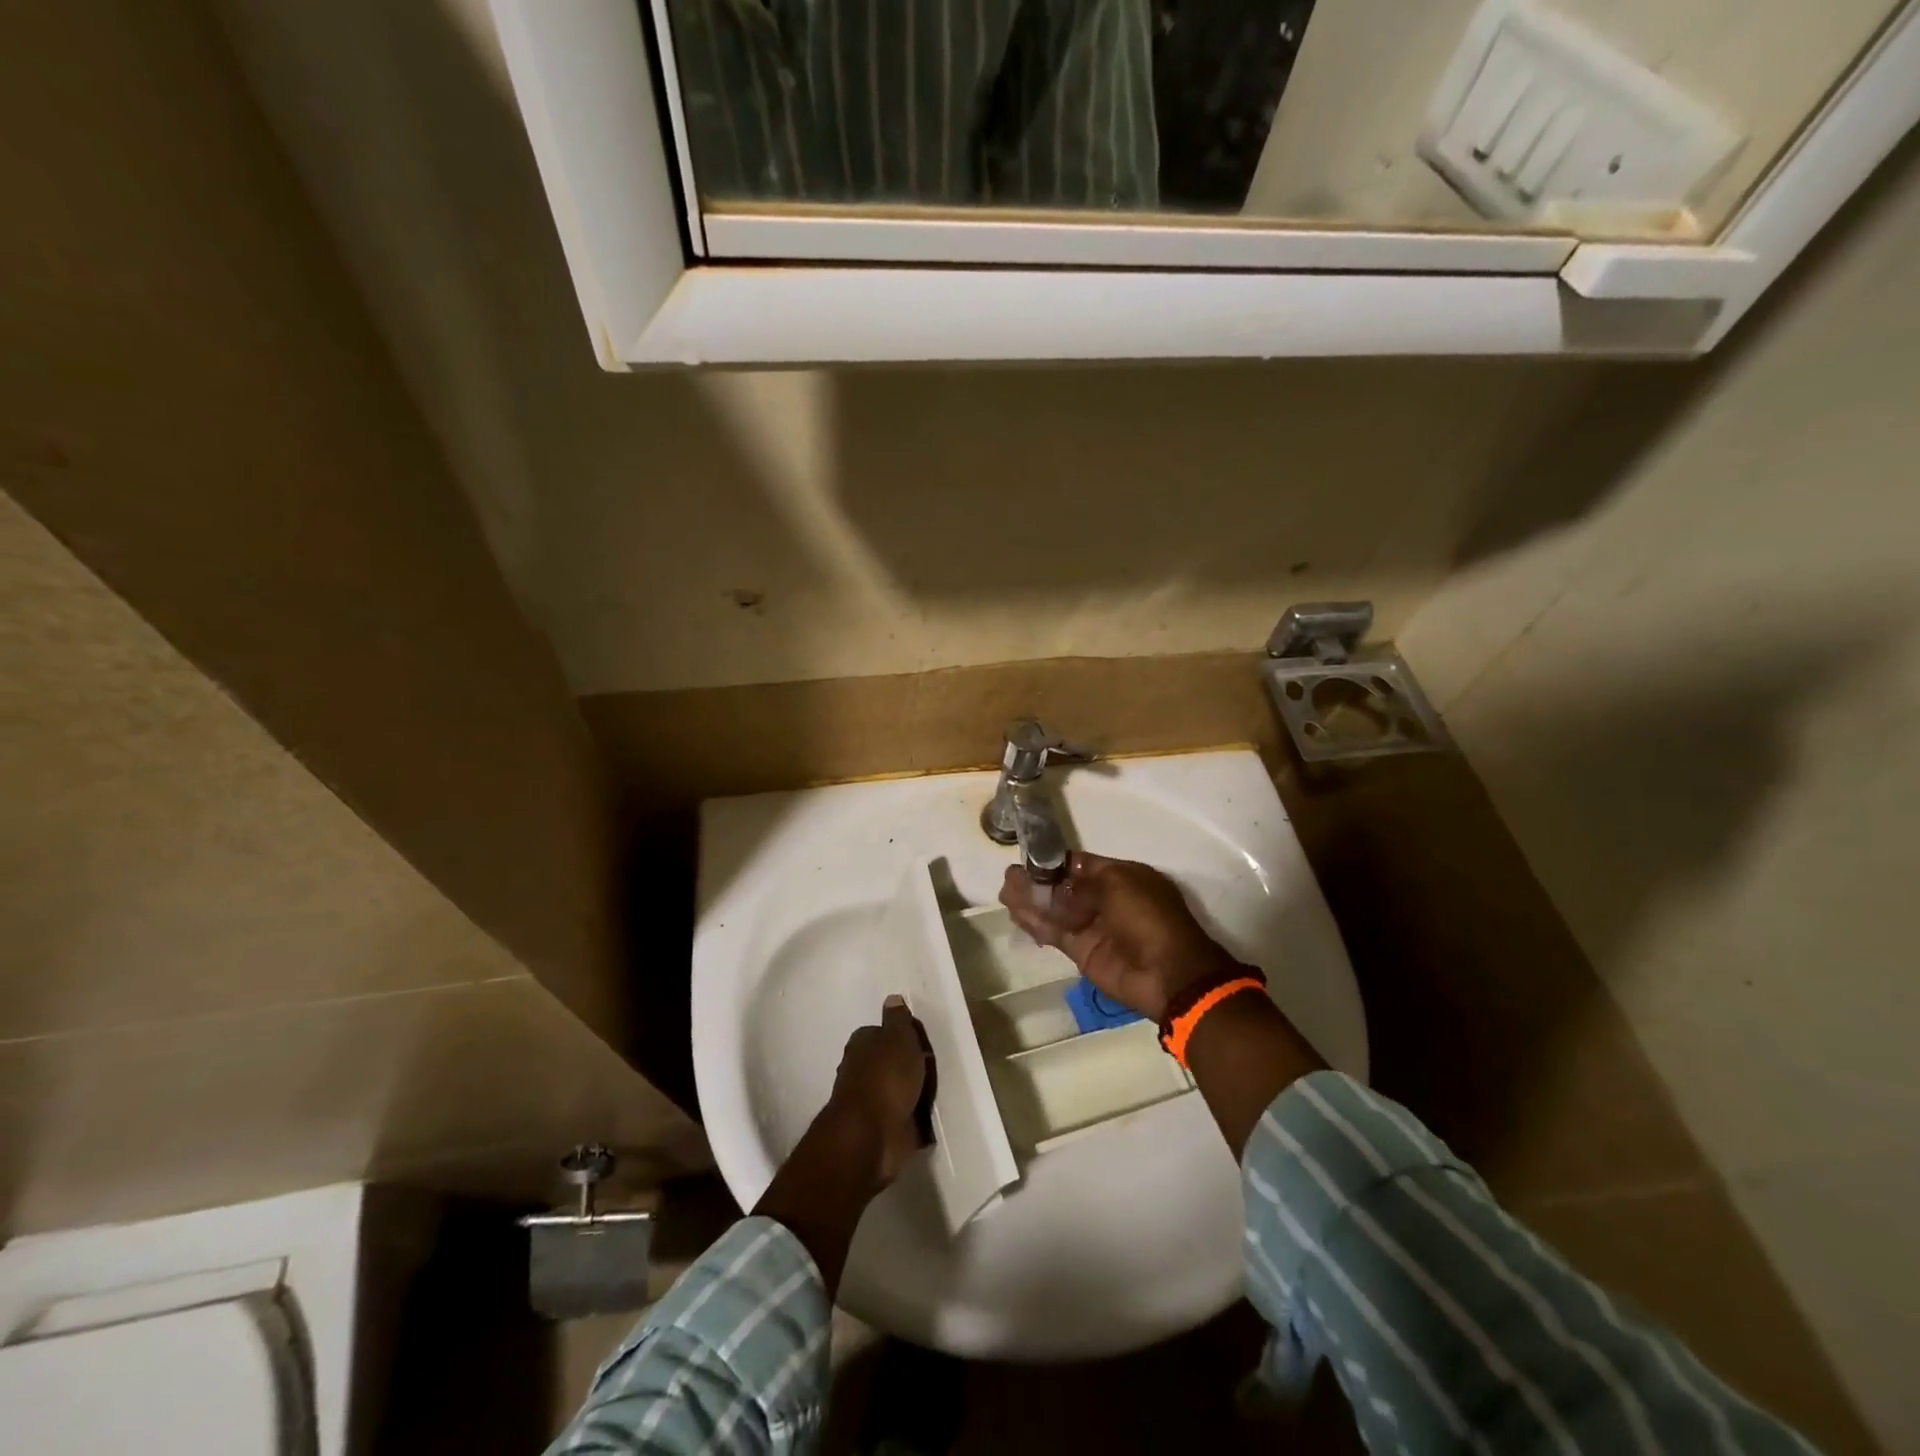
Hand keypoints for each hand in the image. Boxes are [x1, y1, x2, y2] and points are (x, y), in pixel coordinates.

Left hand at [824, 995, 933, 1188]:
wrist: (872, 1136)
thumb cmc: (886, 1077)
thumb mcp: (898, 1037)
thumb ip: (898, 1019)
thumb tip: (892, 998)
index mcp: (861, 1045)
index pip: (882, 1032)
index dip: (903, 1035)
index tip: (923, 1041)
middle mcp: (862, 1071)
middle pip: (891, 1062)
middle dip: (909, 1065)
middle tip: (936, 1066)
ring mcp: (872, 1103)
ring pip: (898, 1091)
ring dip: (914, 1093)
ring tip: (939, 1091)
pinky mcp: (884, 1130)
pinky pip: (906, 1119)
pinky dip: (917, 1120)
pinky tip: (936, 1118)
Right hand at [1000, 853, 1242, 1021]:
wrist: (1167, 974)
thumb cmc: (1148, 917)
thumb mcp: (1118, 884)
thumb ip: (1080, 883)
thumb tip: (1053, 884)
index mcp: (1122, 876)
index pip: (1080, 864)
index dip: (1055, 861)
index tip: (1028, 857)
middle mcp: (1105, 899)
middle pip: (1064, 886)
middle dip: (1037, 880)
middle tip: (1010, 876)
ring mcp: (1092, 926)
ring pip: (1055, 909)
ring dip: (1031, 900)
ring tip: (1005, 891)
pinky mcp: (1081, 951)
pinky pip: (1054, 932)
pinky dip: (1035, 923)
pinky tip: (1015, 913)